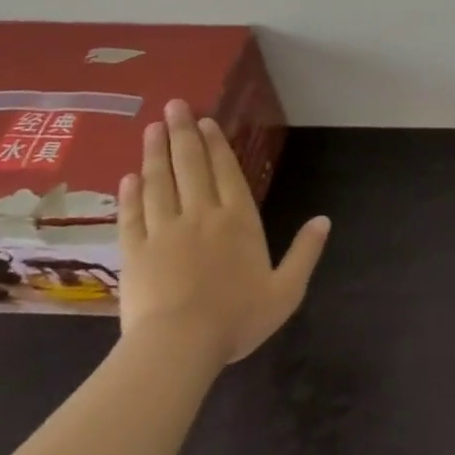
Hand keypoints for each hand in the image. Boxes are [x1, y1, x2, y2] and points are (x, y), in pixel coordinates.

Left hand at [117, 99, 329, 365]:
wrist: (177, 349)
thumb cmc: (236, 318)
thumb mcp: (285, 291)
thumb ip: (305, 253)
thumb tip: (325, 220)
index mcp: (238, 219)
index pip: (225, 170)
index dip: (215, 143)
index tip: (205, 120)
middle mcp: (201, 214)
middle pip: (190, 165)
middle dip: (182, 133)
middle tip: (173, 106)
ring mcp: (164, 231)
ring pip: (159, 182)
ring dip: (155, 153)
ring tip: (152, 128)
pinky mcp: (134, 252)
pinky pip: (132, 215)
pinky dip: (130, 193)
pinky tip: (129, 177)